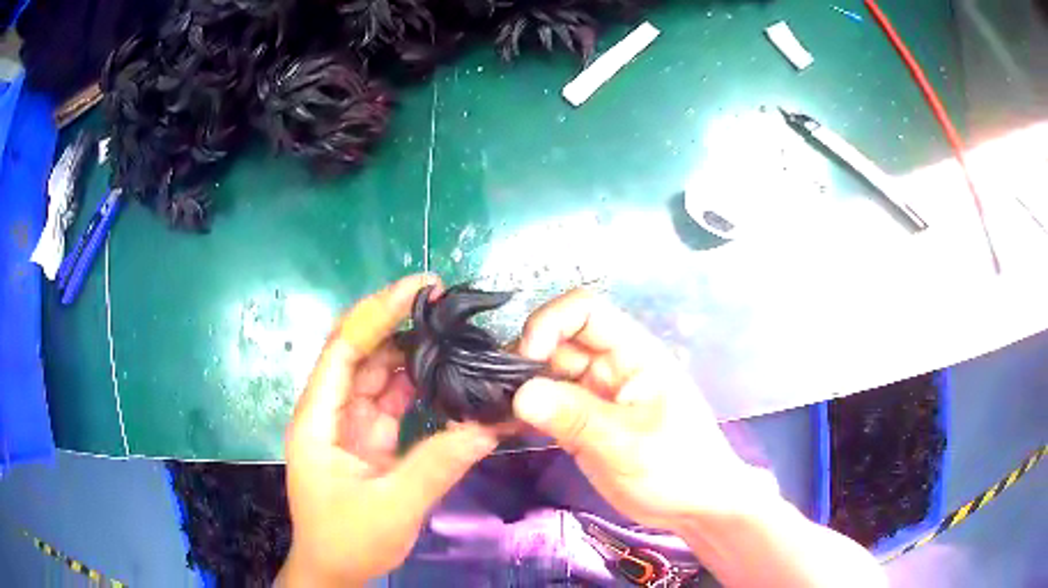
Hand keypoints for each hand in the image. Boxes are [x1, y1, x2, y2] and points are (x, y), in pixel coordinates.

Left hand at [279, 275, 497, 586]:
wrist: (334, 570)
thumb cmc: (348, 540)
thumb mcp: (393, 506)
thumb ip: (438, 464)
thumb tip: (488, 426)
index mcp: (318, 419)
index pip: (343, 350)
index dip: (377, 313)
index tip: (419, 289)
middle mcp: (331, 411)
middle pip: (361, 352)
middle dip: (397, 323)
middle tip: (445, 303)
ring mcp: (350, 424)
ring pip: (379, 373)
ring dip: (412, 352)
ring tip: (452, 332)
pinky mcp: (369, 438)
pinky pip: (393, 400)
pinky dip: (418, 386)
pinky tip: (446, 374)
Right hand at [513, 289, 777, 531]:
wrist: (693, 507)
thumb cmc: (677, 467)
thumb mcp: (628, 443)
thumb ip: (576, 417)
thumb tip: (519, 394)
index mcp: (633, 353)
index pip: (585, 311)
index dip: (550, 323)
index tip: (525, 360)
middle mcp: (609, 365)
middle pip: (557, 340)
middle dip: (525, 359)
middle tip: (497, 393)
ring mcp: (594, 394)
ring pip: (546, 374)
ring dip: (519, 388)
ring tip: (492, 412)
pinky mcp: (581, 421)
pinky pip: (546, 405)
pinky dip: (524, 412)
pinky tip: (503, 427)